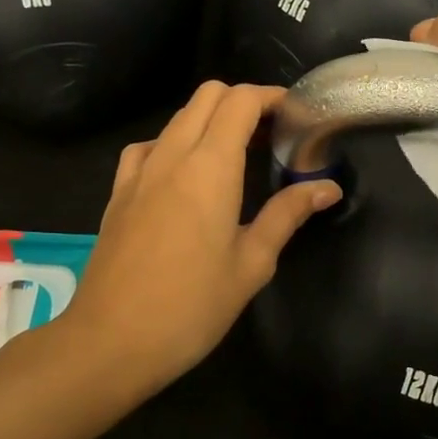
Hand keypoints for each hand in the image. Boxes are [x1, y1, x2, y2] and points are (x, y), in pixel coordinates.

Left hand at [66, 82, 339, 388]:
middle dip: (243, 101)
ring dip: (210, 120)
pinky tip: (184, 175)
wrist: (110, 342)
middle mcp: (172, 155)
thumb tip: (327, 187)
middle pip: (208, 96)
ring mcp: (139, 171)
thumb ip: (287, 214)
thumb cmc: (191, 307)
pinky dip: (175, 142)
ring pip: (178, 117)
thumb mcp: (252, 263)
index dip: (271, 97)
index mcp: (210, 167)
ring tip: (235, 154)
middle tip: (271, 134)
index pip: (241, 100)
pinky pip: (149, 146)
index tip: (295, 116)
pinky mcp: (118, 192)